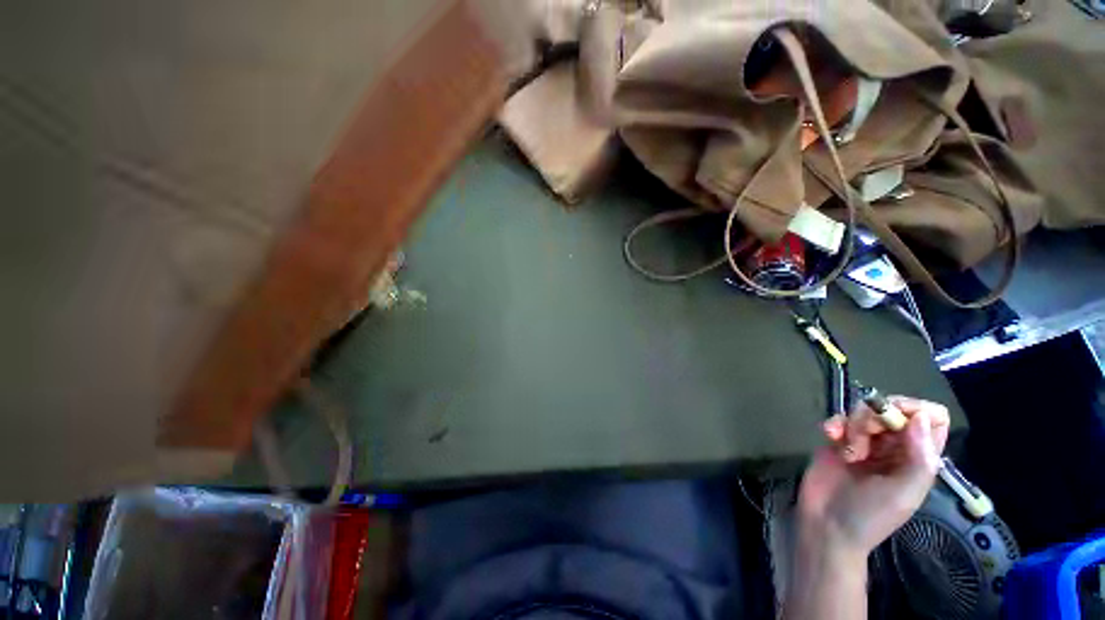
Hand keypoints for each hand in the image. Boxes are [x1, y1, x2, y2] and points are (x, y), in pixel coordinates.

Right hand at [796, 397, 949, 558]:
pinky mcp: (839, 440)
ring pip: (864, 411)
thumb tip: (919, 417)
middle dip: (875, 418)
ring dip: (854, 424)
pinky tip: (829, 435)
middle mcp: (895, 445)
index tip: (894, 418)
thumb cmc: (871, 515)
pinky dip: (834, 423)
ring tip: (846, 449)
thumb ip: (920, 457)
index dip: (915, 409)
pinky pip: (839, 418)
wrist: (827, 525)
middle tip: (863, 440)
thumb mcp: (904, 493)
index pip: (931, 418)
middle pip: (893, 408)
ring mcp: (866, 442)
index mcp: (919, 457)